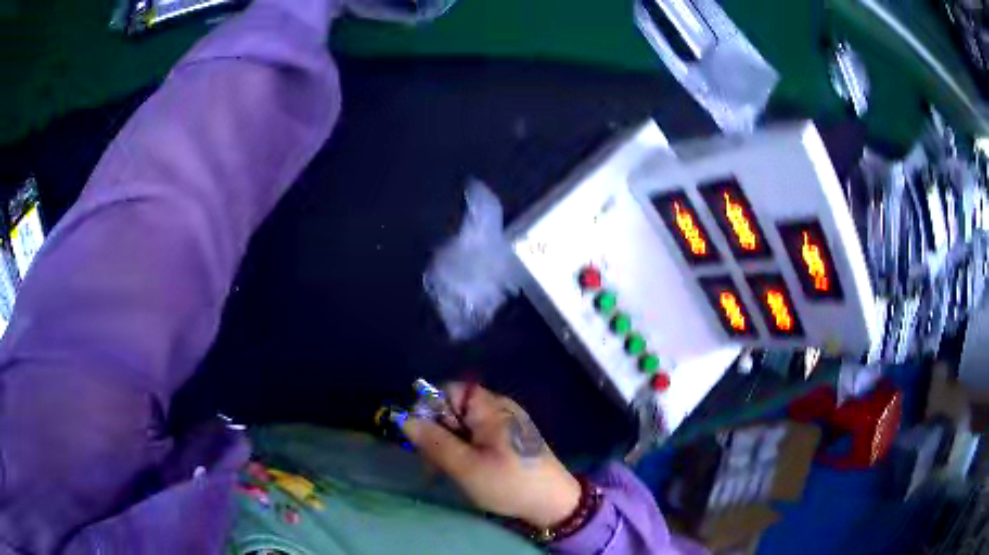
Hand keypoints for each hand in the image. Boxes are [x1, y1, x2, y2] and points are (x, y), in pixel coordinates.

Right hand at [401, 383, 581, 528]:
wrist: (554, 504)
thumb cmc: (509, 483)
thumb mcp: (465, 466)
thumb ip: (434, 441)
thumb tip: (404, 418)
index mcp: (491, 407)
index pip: (450, 390)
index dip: (431, 409)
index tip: (423, 438)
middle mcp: (500, 409)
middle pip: (455, 409)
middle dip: (438, 434)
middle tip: (434, 464)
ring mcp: (507, 425)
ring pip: (464, 427)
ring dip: (450, 447)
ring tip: (448, 474)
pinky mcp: (510, 441)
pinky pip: (478, 438)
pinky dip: (466, 452)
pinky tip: (466, 473)